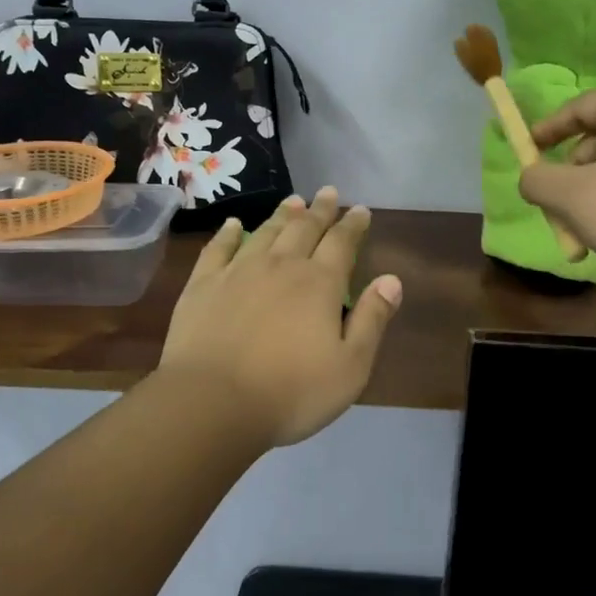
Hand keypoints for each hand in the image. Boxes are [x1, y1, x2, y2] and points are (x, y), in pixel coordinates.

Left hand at [158, 188, 402, 448]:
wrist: (212, 403)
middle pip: (304, 228)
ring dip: (282, 214)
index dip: (353, 225)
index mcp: (320, 284)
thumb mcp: (350, 367)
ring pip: (266, 232)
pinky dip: (228, 233)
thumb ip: (372, 319)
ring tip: (293, 200)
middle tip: (328, 192)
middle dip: (320, 210)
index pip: (342, 243)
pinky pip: (218, 249)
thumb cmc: (290, 392)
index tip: (360, 210)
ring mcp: (238, 272)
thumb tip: (392, 280)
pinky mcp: (203, 286)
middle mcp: (282, 266)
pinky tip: (233, 224)